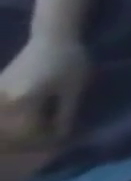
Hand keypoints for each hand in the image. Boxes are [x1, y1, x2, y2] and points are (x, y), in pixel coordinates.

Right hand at [0, 33, 88, 154]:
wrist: (51, 39)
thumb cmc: (70, 62)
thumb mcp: (73, 89)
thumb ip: (65, 114)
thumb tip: (61, 136)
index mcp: (22, 101)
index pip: (28, 131)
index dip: (45, 139)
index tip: (63, 141)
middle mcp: (2, 101)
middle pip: (12, 130)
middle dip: (33, 137)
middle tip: (56, 138)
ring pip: (6, 123)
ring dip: (23, 130)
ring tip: (47, 128)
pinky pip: (4, 113)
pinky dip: (16, 120)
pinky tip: (35, 119)